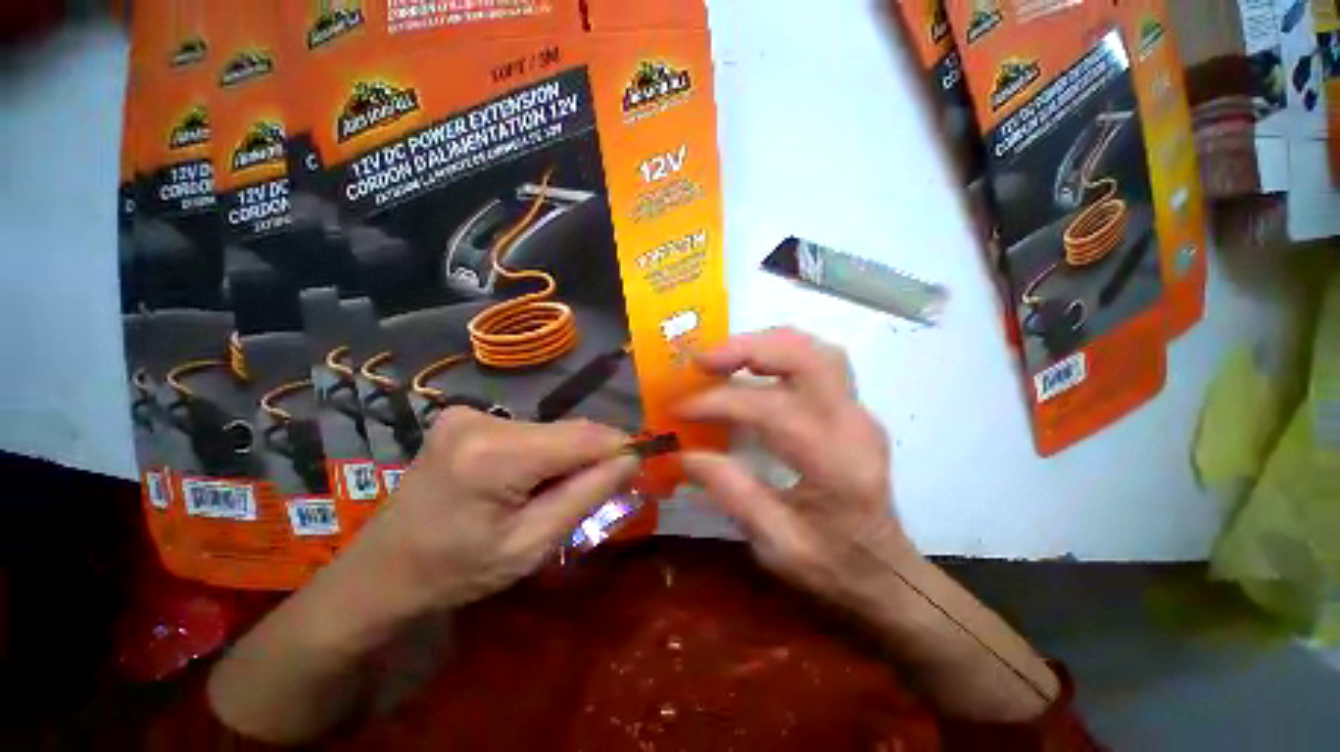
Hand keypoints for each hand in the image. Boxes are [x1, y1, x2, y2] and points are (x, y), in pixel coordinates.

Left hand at [352, 408, 639, 614]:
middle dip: (591, 456)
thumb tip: (631, 459)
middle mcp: (481, 421)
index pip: (582, 437)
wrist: (382, 571)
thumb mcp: (531, 545)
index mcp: (494, 456)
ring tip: (553, 492)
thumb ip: (587, 496)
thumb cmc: (457, 571)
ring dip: (566, 455)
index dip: (619, 446)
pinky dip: (543, 451)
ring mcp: (468, 413)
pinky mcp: (464, 416)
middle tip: (597, 490)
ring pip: (550, 429)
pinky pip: (528, 430)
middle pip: (566, 431)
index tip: (641, 463)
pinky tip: (527, 479)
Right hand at [680, 328, 911, 607]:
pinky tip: (755, 366)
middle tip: (703, 361)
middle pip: (806, 358)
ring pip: (816, 351)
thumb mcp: (776, 545)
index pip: (769, 409)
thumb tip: (684, 453)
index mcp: (834, 463)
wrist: (888, 573)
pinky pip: (818, 362)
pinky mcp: (853, 410)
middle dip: (747, 349)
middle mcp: (853, 424)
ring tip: (724, 358)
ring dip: (766, 345)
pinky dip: (781, 354)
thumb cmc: (833, 566)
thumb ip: (731, 493)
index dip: (718, 403)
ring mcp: (859, 412)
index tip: (680, 408)